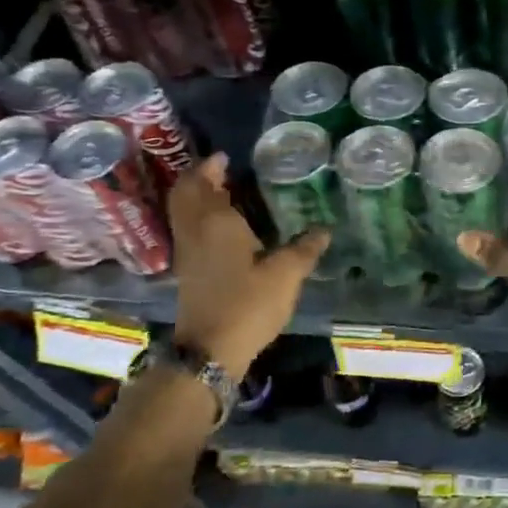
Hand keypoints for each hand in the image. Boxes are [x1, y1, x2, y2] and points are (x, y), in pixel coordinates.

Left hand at [166, 155, 329, 375]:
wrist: (210, 350)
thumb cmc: (247, 304)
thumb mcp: (285, 275)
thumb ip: (304, 249)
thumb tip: (323, 230)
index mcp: (215, 222)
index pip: (203, 183)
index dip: (210, 167)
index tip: (225, 157)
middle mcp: (194, 231)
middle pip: (184, 194)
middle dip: (199, 178)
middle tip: (221, 170)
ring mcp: (187, 252)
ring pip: (183, 213)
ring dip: (197, 198)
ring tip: (223, 193)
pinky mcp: (187, 272)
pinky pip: (188, 230)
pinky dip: (198, 218)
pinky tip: (223, 228)